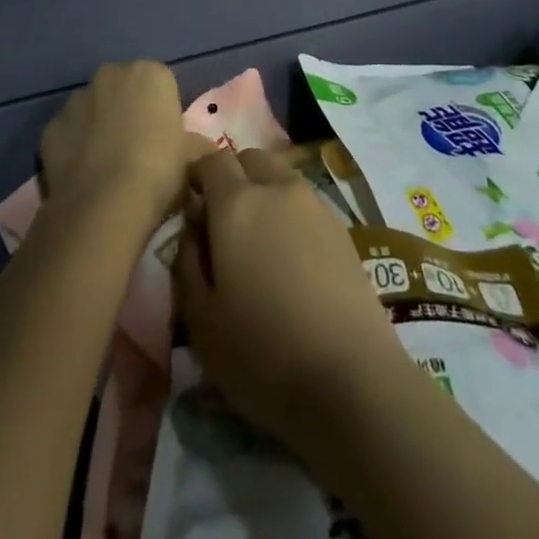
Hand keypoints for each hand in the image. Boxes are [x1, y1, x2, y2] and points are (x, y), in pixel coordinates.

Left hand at [39, 60, 199, 222]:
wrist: (104, 204)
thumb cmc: (158, 171)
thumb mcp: (190, 159)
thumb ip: (195, 145)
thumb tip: (202, 149)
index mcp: (151, 73)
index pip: (160, 85)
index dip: (162, 112)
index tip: (164, 140)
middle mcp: (111, 74)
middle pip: (124, 89)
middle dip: (128, 111)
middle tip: (137, 150)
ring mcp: (76, 98)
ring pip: (92, 107)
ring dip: (99, 126)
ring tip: (107, 167)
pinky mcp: (50, 126)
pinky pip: (68, 132)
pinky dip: (74, 147)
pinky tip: (83, 175)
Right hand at [174, 149, 405, 444]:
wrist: (351, 379)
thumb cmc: (263, 353)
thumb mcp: (201, 319)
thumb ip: (187, 261)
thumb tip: (192, 227)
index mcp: (236, 203)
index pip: (212, 160)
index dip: (197, 174)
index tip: (190, 201)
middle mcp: (276, 188)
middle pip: (249, 159)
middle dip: (232, 177)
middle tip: (223, 221)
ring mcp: (314, 204)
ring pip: (280, 176)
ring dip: (264, 191)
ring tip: (259, 240)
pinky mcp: (342, 228)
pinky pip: (305, 201)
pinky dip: (290, 213)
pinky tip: (290, 257)